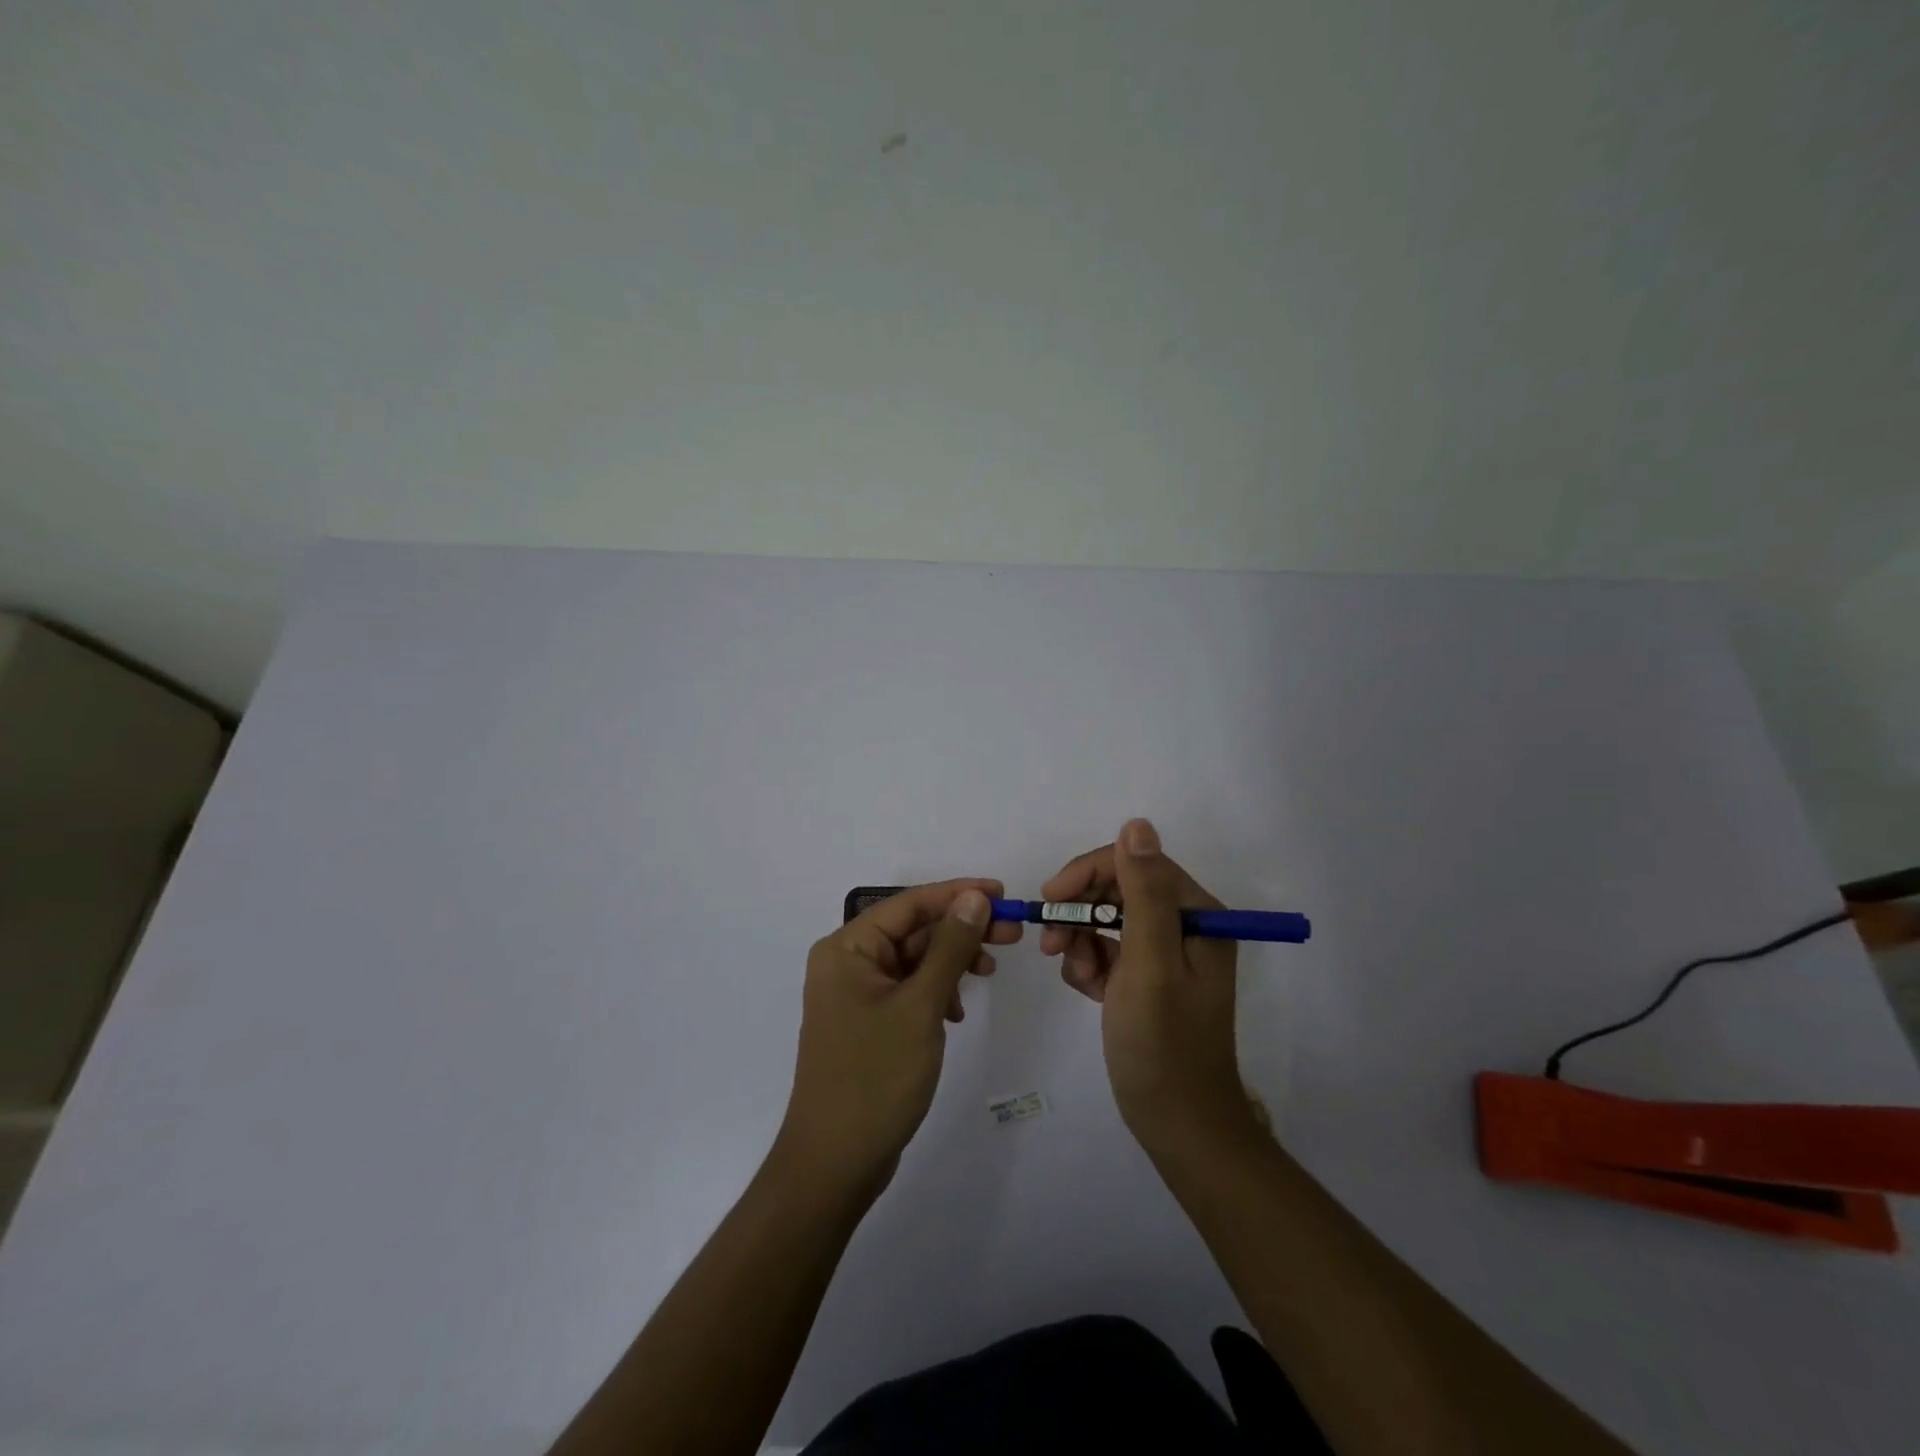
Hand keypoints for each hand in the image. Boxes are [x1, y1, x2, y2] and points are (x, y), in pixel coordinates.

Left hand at [779, 880, 1022, 1193]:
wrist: (835, 1164)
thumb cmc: (876, 1076)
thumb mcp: (921, 1006)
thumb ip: (950, 947)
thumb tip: (975, 897)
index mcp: (847, 948)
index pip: (909, 904)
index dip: (958, 893)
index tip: (1003, 893)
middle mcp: (847, 963)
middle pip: (913, 929)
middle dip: (961, 928)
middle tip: (1012, 932)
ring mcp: (856, 994)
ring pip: (914, 959)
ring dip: (952, 960)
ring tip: (990, 971)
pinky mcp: (869, 1022)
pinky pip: (909, 988)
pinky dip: (937, 990)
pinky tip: (957, 1010)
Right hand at [1041, 819, 1254, 1151]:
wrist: (1178, 1124)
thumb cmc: (1163, 1044)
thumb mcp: (1150, 963)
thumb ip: (1144, 892)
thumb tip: (1136, 824)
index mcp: (1196, 915)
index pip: (1135, 864)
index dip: (1087, 874)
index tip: (1049, 900)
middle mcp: (1185, 926)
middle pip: (1118, 890)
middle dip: (1081, 913)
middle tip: (1052, 946)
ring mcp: (1166, 952)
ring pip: (1107, 920)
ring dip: (1081, 942)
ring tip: (1077, 977)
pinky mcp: (1148, 977)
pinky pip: (1108, 949)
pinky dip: (1089, 964)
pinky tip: (1088, 991)